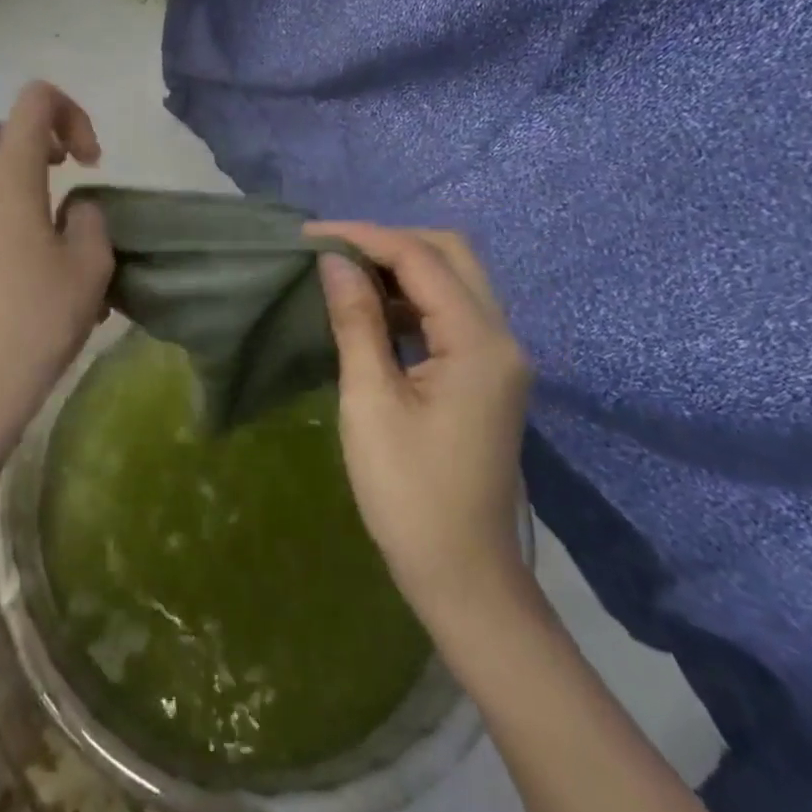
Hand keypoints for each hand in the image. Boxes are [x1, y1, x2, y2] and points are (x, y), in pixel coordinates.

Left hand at [0, 81, 113, 470]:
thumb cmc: (37, 316)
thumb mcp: (90, 264)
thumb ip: (90, 218)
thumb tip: (73, 209)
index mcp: (7, 173)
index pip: (34, 102)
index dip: (71, 115)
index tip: (90, 163)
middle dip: (25, 137)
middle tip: (57, 172)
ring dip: (7, 176)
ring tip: (45, 221)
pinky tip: (19, 258)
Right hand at [308, 222, 533, 626]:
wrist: (463, 576)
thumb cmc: (409, 494)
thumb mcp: (371, 401)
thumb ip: (356, 320)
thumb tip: (333, 260)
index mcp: (479, 343)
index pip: (421, 259)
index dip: (365, 237)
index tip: (311, 235)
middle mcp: (501, 337)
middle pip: (450, 254)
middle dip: (389, 241)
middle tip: (332, 250)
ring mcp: (499, 356)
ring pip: (453, 279)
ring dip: (400, 267)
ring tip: (343, 272)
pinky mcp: (486, 374)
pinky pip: (451, 312)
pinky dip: (411, 298)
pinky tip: (372, 310)